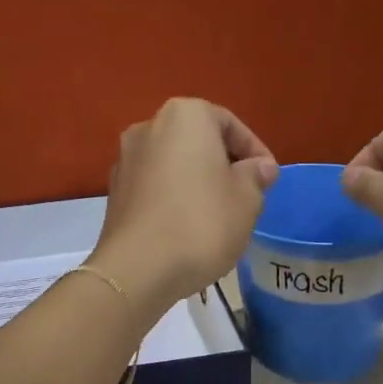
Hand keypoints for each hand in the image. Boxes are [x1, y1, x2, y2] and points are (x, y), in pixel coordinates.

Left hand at [90, 99, 277, 311]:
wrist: (137, 268)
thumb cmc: (202, 223)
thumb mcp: (247, 199)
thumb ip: (256, 176)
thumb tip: (259, 167)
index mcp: (184, 115)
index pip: (230, 124)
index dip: (255, 152)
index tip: (268, 179)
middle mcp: (148, 127)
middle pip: (197, 141)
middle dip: (223, 165)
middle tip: (245, 195)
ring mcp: (125, 159)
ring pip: (174, 165)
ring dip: (196, 182)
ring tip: (217, 214)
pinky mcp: (114, 191)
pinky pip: (154, 186)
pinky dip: (172, 197)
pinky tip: (186, 226)